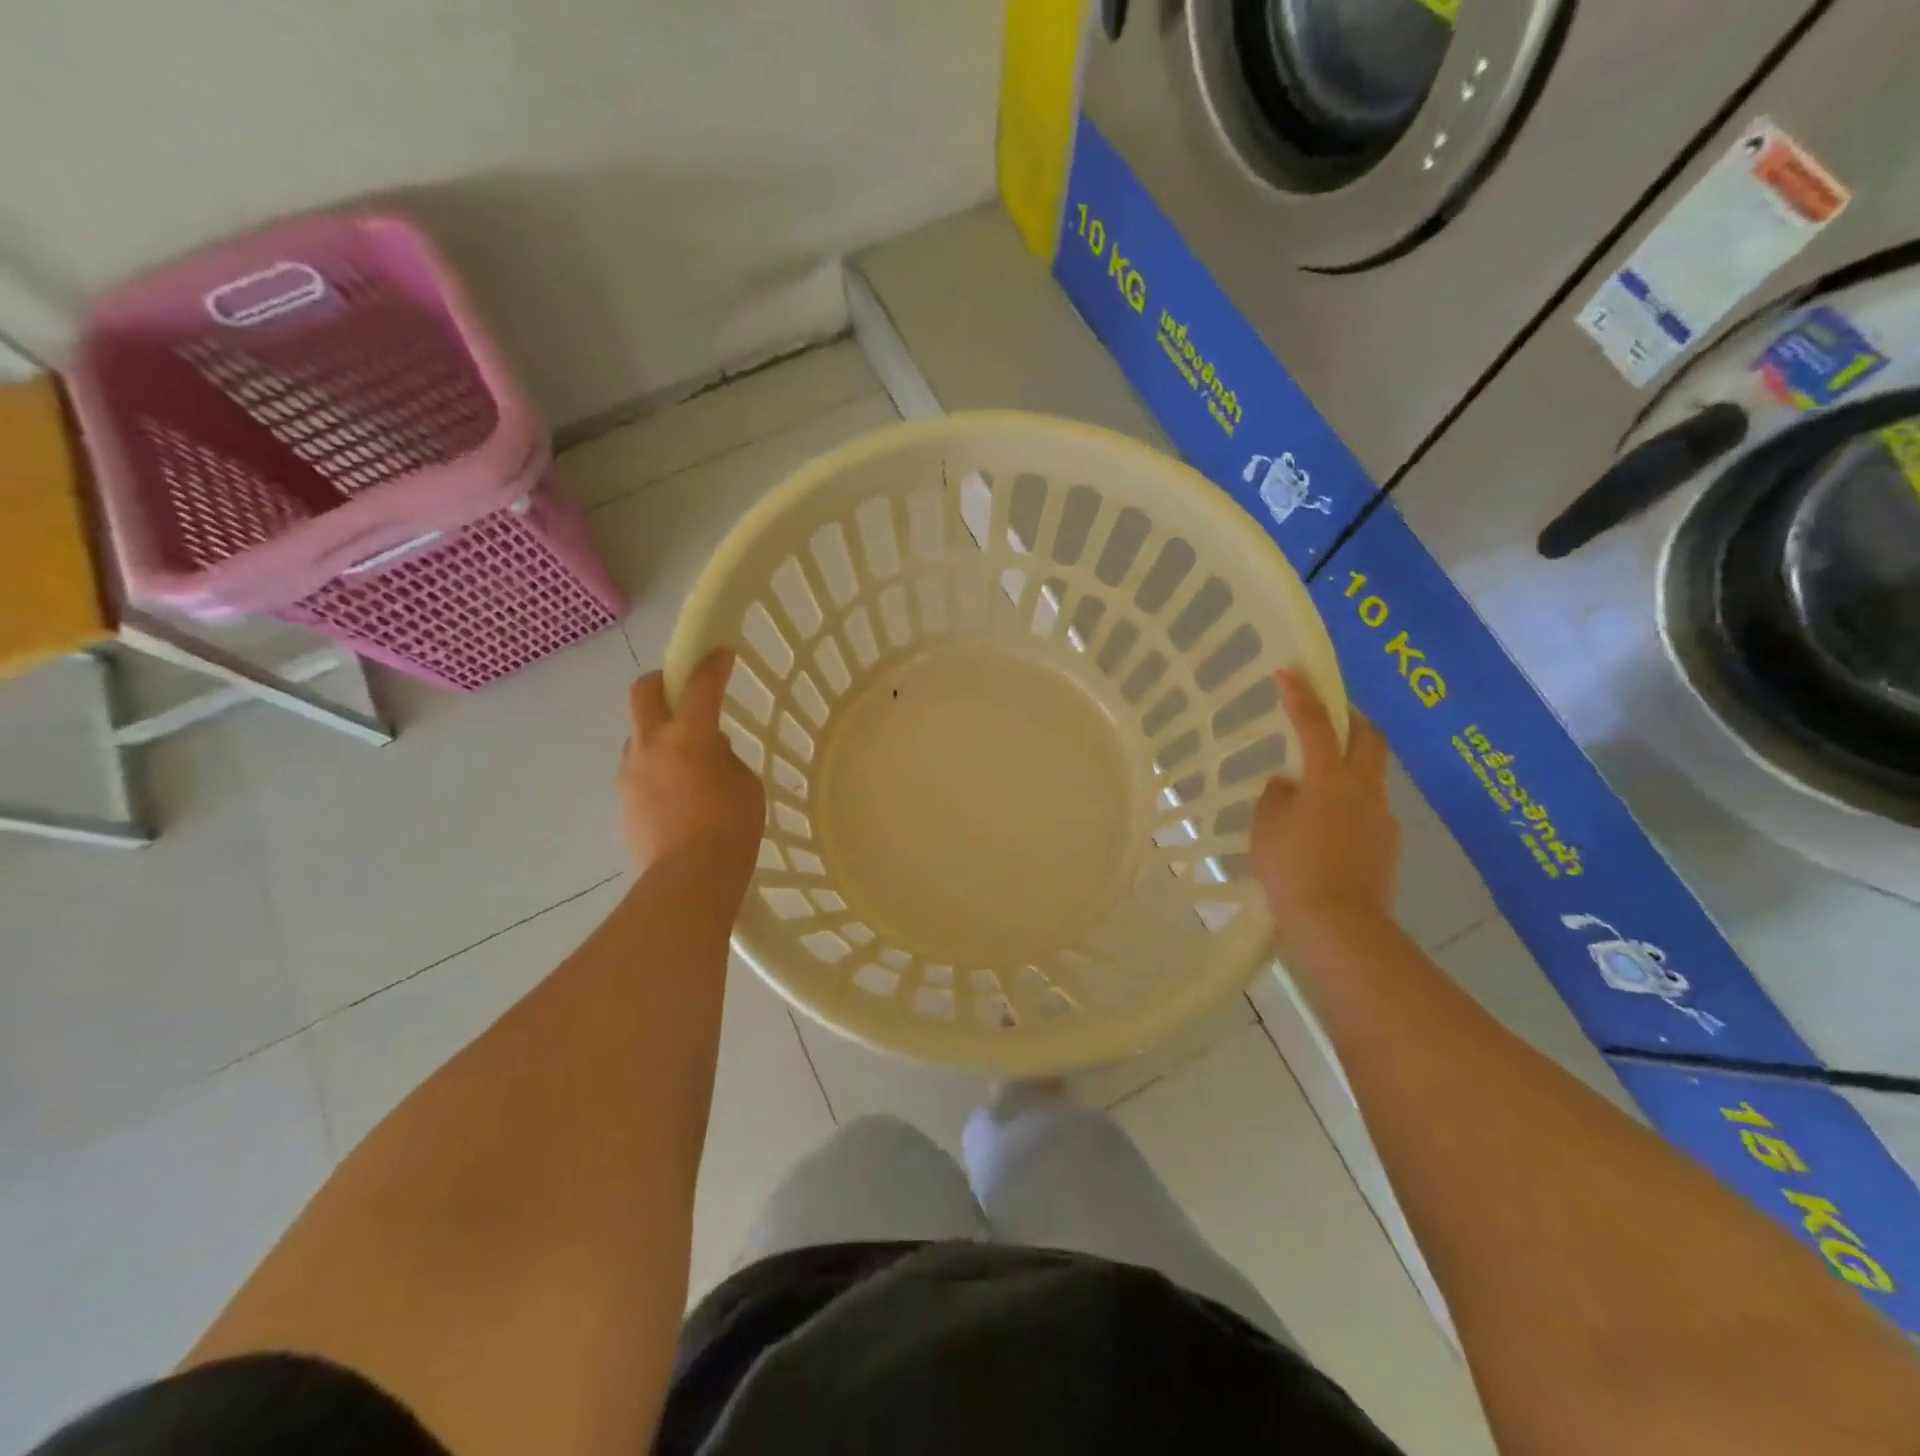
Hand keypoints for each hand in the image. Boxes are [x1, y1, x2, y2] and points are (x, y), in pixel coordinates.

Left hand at [620, 649, 765, 878]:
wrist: (688, 879)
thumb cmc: (730, 827)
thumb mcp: (745, 783)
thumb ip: (724, 757)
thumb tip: (707, 751)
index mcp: (688, 735)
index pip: (701, 684)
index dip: (713, 664)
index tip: (722, 653)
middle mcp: (651, 745)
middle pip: (644, 692)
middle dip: (663, 681)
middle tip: (681, 689)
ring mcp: (630, 773)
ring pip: (638, 735)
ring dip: (659, 734)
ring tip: (685, 761)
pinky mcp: (623, 801)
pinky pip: (639, 771)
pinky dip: (655, 770)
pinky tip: (676, 795)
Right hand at [1252, 670, 1399, 947]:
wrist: (1340, 927)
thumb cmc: (1294, 870)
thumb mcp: (1266, 828)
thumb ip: (1276, 797)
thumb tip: (1289, 785)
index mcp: (1331, 779)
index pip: (1315, 724)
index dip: (1301, 695)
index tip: (1289, 672)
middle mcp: (1365, 790)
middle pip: (1367, 738)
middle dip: (1349, 717)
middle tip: (1328, 712)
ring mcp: (1382, 819)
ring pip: (1369, 776)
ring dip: (1347, 766)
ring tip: (1314, 786)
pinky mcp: (1387, 846)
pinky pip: (1367, 810)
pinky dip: (1347, 804)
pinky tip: (1324, 829)